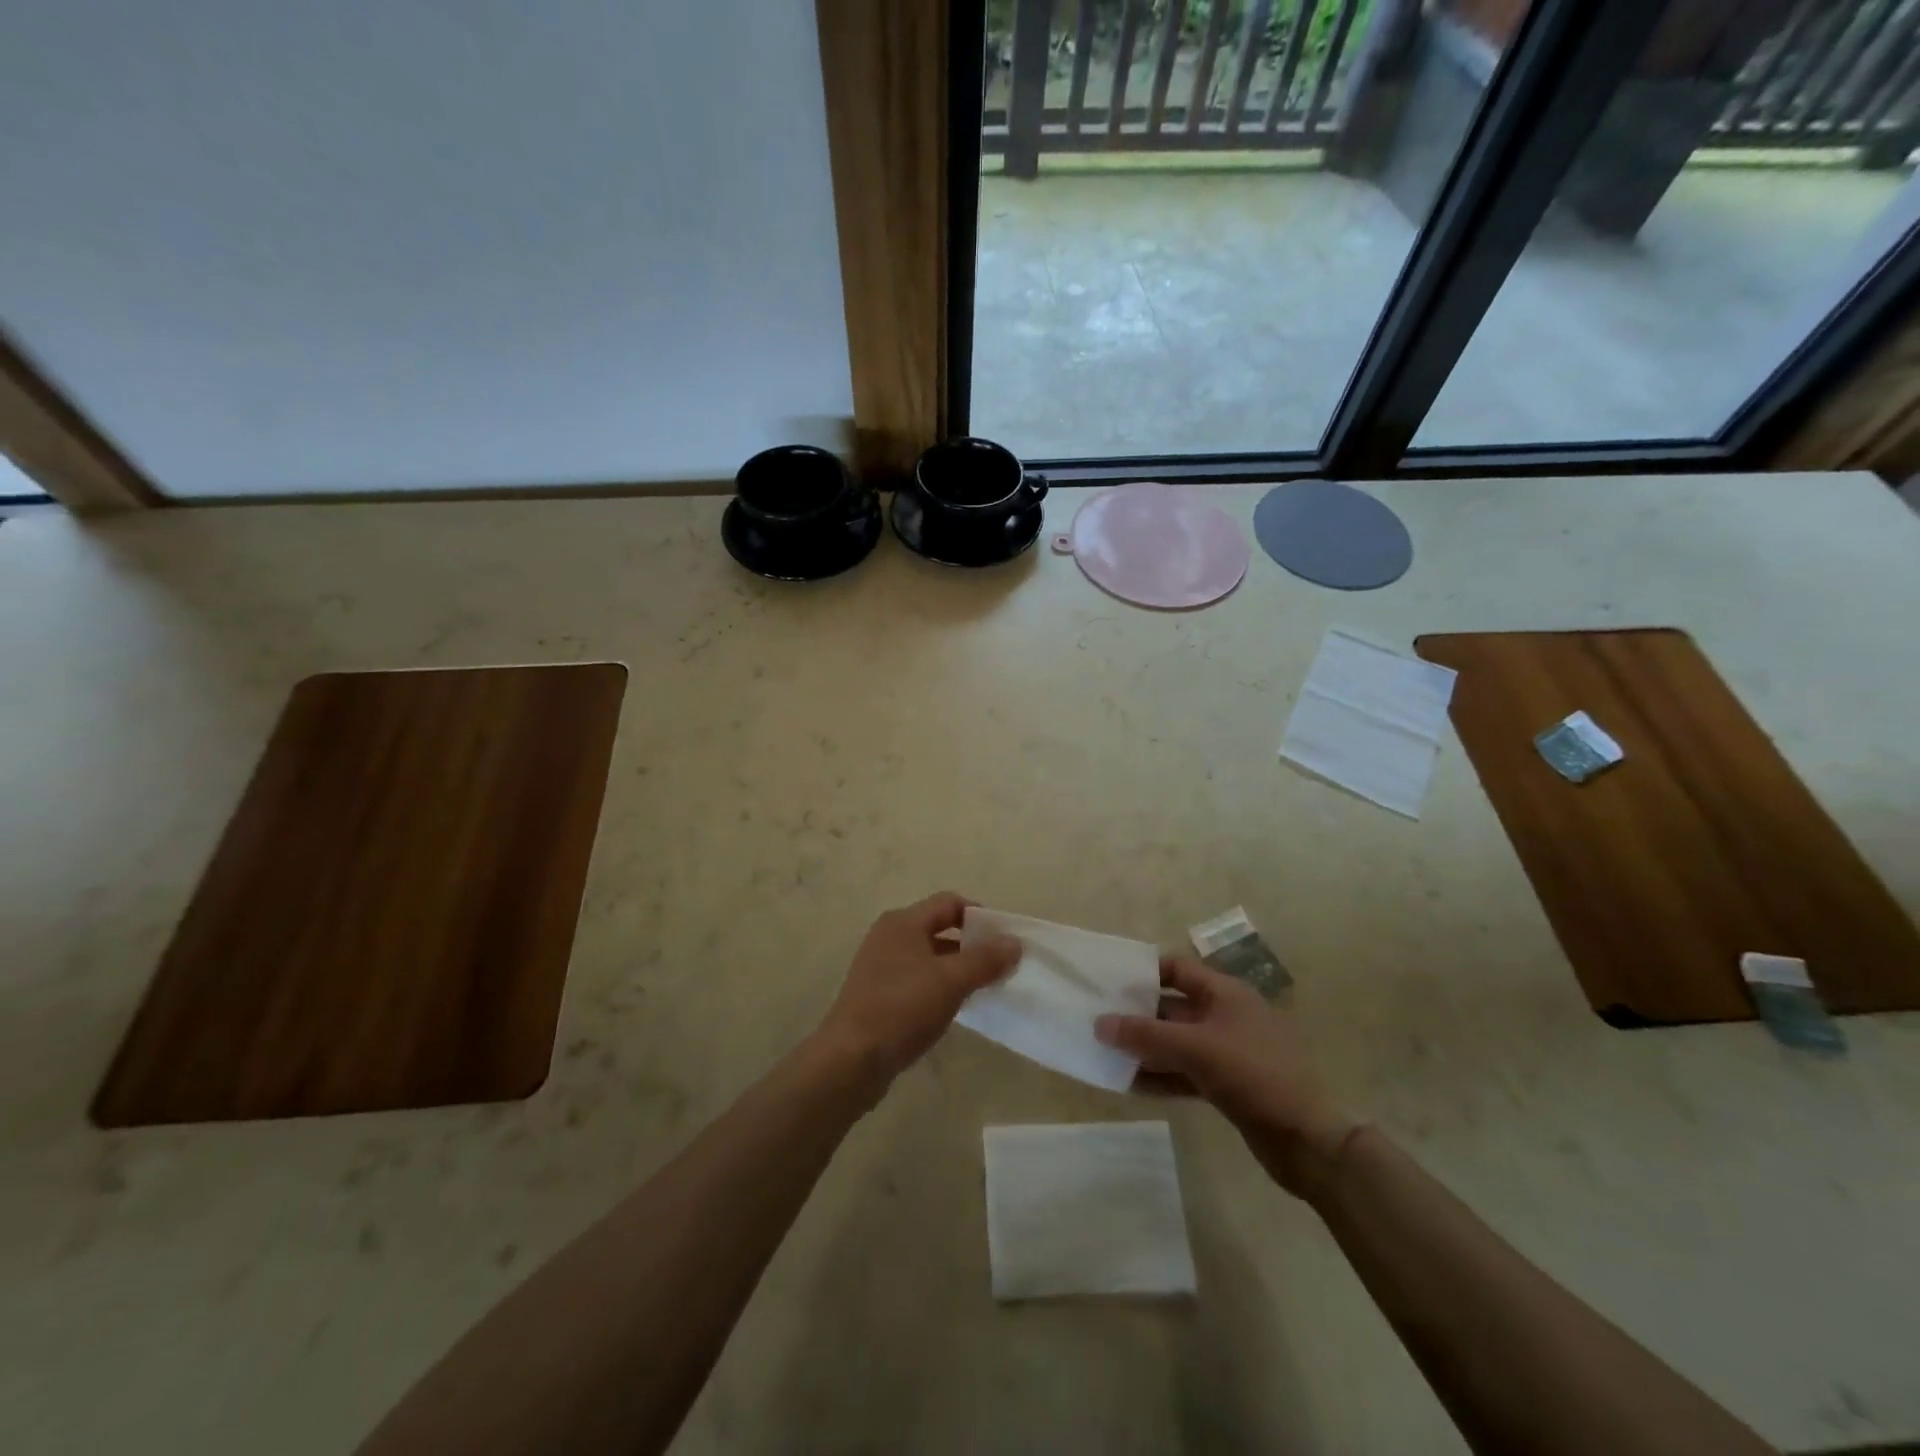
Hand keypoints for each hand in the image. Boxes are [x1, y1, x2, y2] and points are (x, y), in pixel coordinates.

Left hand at [816, 892, 1019, 1100]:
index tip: (1005, 940)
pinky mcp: (878, 994)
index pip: (950, 903)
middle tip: (1000, 966)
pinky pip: (917, 980)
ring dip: (956, 968)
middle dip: (971, 944)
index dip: (980, 916)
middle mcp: (889, 936)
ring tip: (983, 989)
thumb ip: (985, 959)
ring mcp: (880, 966)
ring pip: (929, 957)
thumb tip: (1014, 943)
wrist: (851, 1058)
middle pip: (939, 928)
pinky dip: (939, 987)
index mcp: (903, 922)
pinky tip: (954, 1008)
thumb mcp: (951, 980)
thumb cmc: (902, 1008)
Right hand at [1097, 957, 1362, 1198]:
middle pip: (1174, 1007)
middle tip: (1098, 1020)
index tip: (1110, 981)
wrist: (1309, 1141)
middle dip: (1138, 1014)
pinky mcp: (1228, 1085)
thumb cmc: (1254, 1075)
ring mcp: (1228, 1052)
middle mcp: (1226, 1016)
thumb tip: (1099, 1023)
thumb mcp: (1196, 1048)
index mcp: (1226, 993)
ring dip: (1145, 1048)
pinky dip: (1161, 1075)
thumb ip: (1145, 1034)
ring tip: (1106, 1053)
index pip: (1178, 968)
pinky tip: (1130, 1084)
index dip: (1145, 972)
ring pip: (1177, 1042)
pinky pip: (1185, 1072)